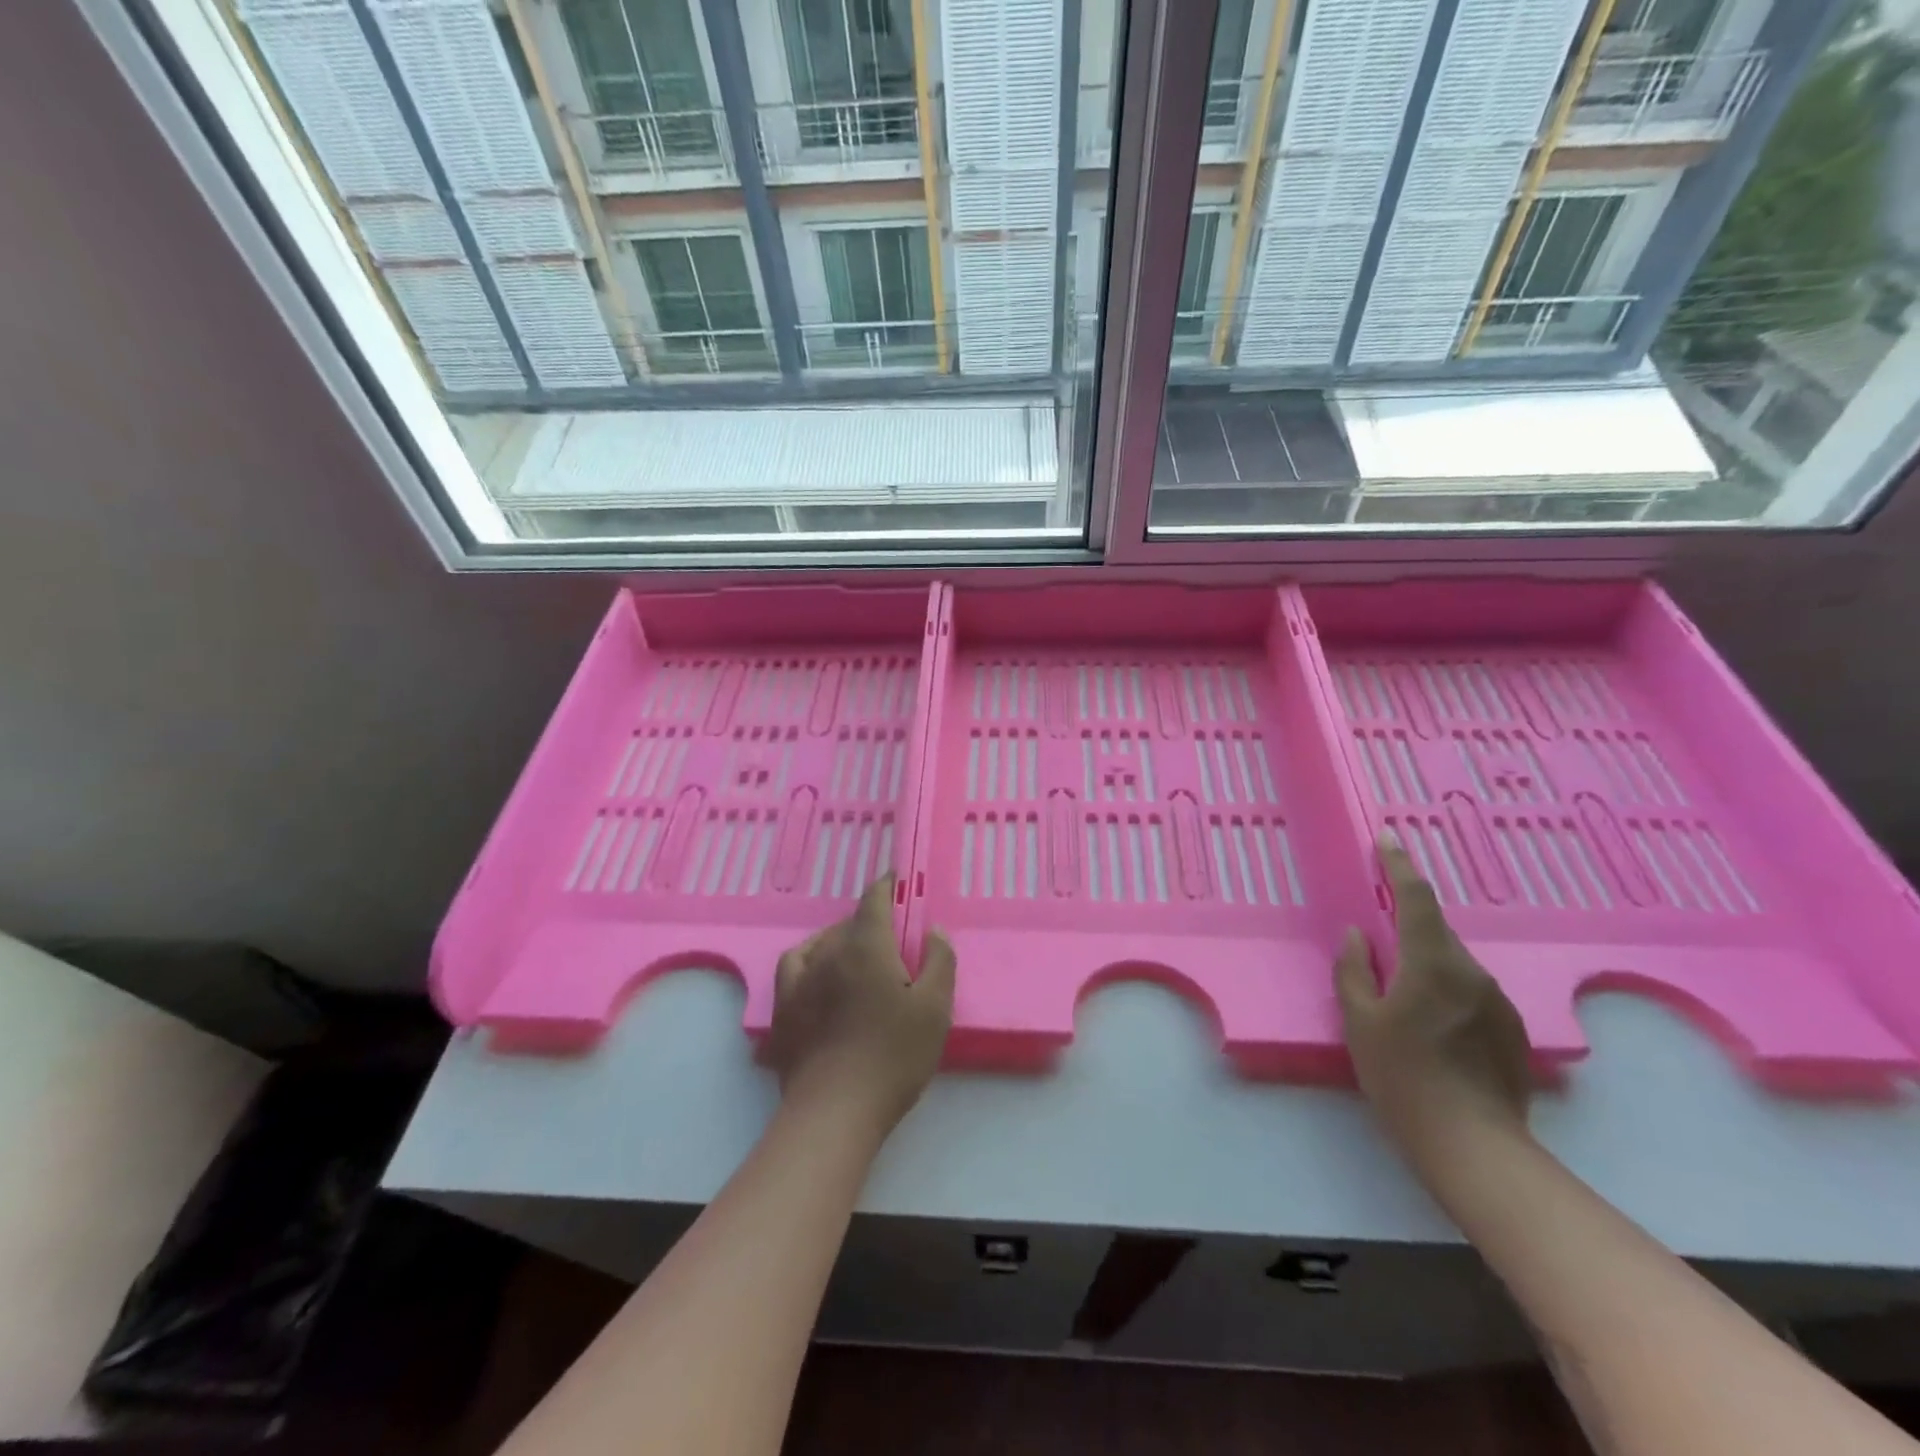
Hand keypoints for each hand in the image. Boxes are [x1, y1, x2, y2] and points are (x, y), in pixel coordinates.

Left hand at [765, 876, 955, 1136]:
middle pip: (850, 922)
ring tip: (858, 954)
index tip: (898, 882)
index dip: (888, 886)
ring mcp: (800, 979)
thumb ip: (939, 961)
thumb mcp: (935, 1009)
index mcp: (866, 946)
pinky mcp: (784, 1007)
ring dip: (842, 939)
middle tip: (894, 940)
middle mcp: (828, 952)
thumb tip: (933, 930)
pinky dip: (810, 957)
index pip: (874, 899)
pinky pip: (795, 965)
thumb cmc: (893, 1056)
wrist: (835, 1111)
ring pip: (823, 942)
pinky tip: (818, 971)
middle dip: (872, 921)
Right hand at [1334, 834, 1532, 1168]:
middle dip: (1406, 926)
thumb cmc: (1402, 1076)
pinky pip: (1469, 990)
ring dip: (1425, 963)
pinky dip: (1445, 991)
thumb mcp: (1359, 1021)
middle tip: (1378, 943)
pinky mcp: (1510, 1028)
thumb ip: (1354, 970)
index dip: (1398, 865)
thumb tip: (1358, 934)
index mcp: (1432, 962)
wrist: (1472, 1144)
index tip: (1387, 840)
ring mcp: (1498, 1000)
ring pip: (1453, 963)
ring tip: (1401, 996)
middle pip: (1434, 932)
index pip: (1416, 897)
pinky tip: (1430, 1027)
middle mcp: (1472, 971)